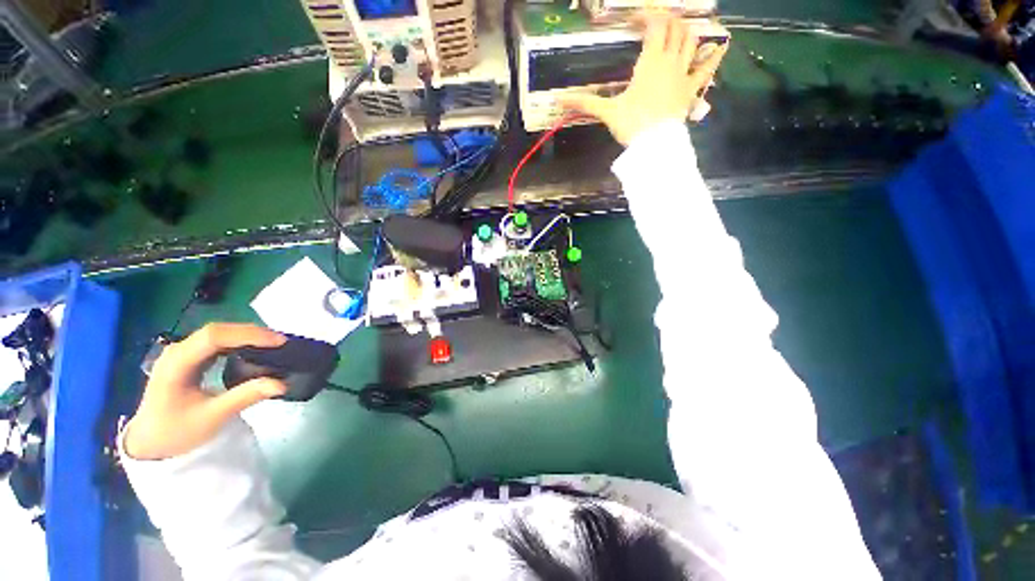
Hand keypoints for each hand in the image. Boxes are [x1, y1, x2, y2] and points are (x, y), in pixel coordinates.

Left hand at [123, 323, 287, 460]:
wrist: (150, 442)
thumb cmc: (177, 431)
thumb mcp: (212, 417)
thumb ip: (245, 397)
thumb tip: (281, 384)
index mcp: (176, 364)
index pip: (213, 337)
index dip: (248, 335)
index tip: (278, 342)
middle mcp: (177, 351)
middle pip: (216, 330)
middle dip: (251, 333)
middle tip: (280, 341)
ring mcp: (182, 353)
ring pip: (218, 333)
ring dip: (246, 335)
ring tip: (272, 343)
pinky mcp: (189, 358)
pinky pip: (217, 342)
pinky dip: (239, 341)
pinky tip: (253, 348)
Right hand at [559, 13, 728, 145]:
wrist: (654, 145)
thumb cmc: (632, 125)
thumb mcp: (607, 112)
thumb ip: (585, 103)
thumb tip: (558, 99)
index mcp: (650, 61)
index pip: (654, 25)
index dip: (647, 15)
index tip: (635, 18)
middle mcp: (670, 61)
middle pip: (675, 27)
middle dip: (667, 19)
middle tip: (656, 23)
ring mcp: (684, 74)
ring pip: (692, 40)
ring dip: (686, 30)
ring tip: (678, 29)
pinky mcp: (691, 90)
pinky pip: (707, 69)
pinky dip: (713, 56)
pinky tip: (718, 47)